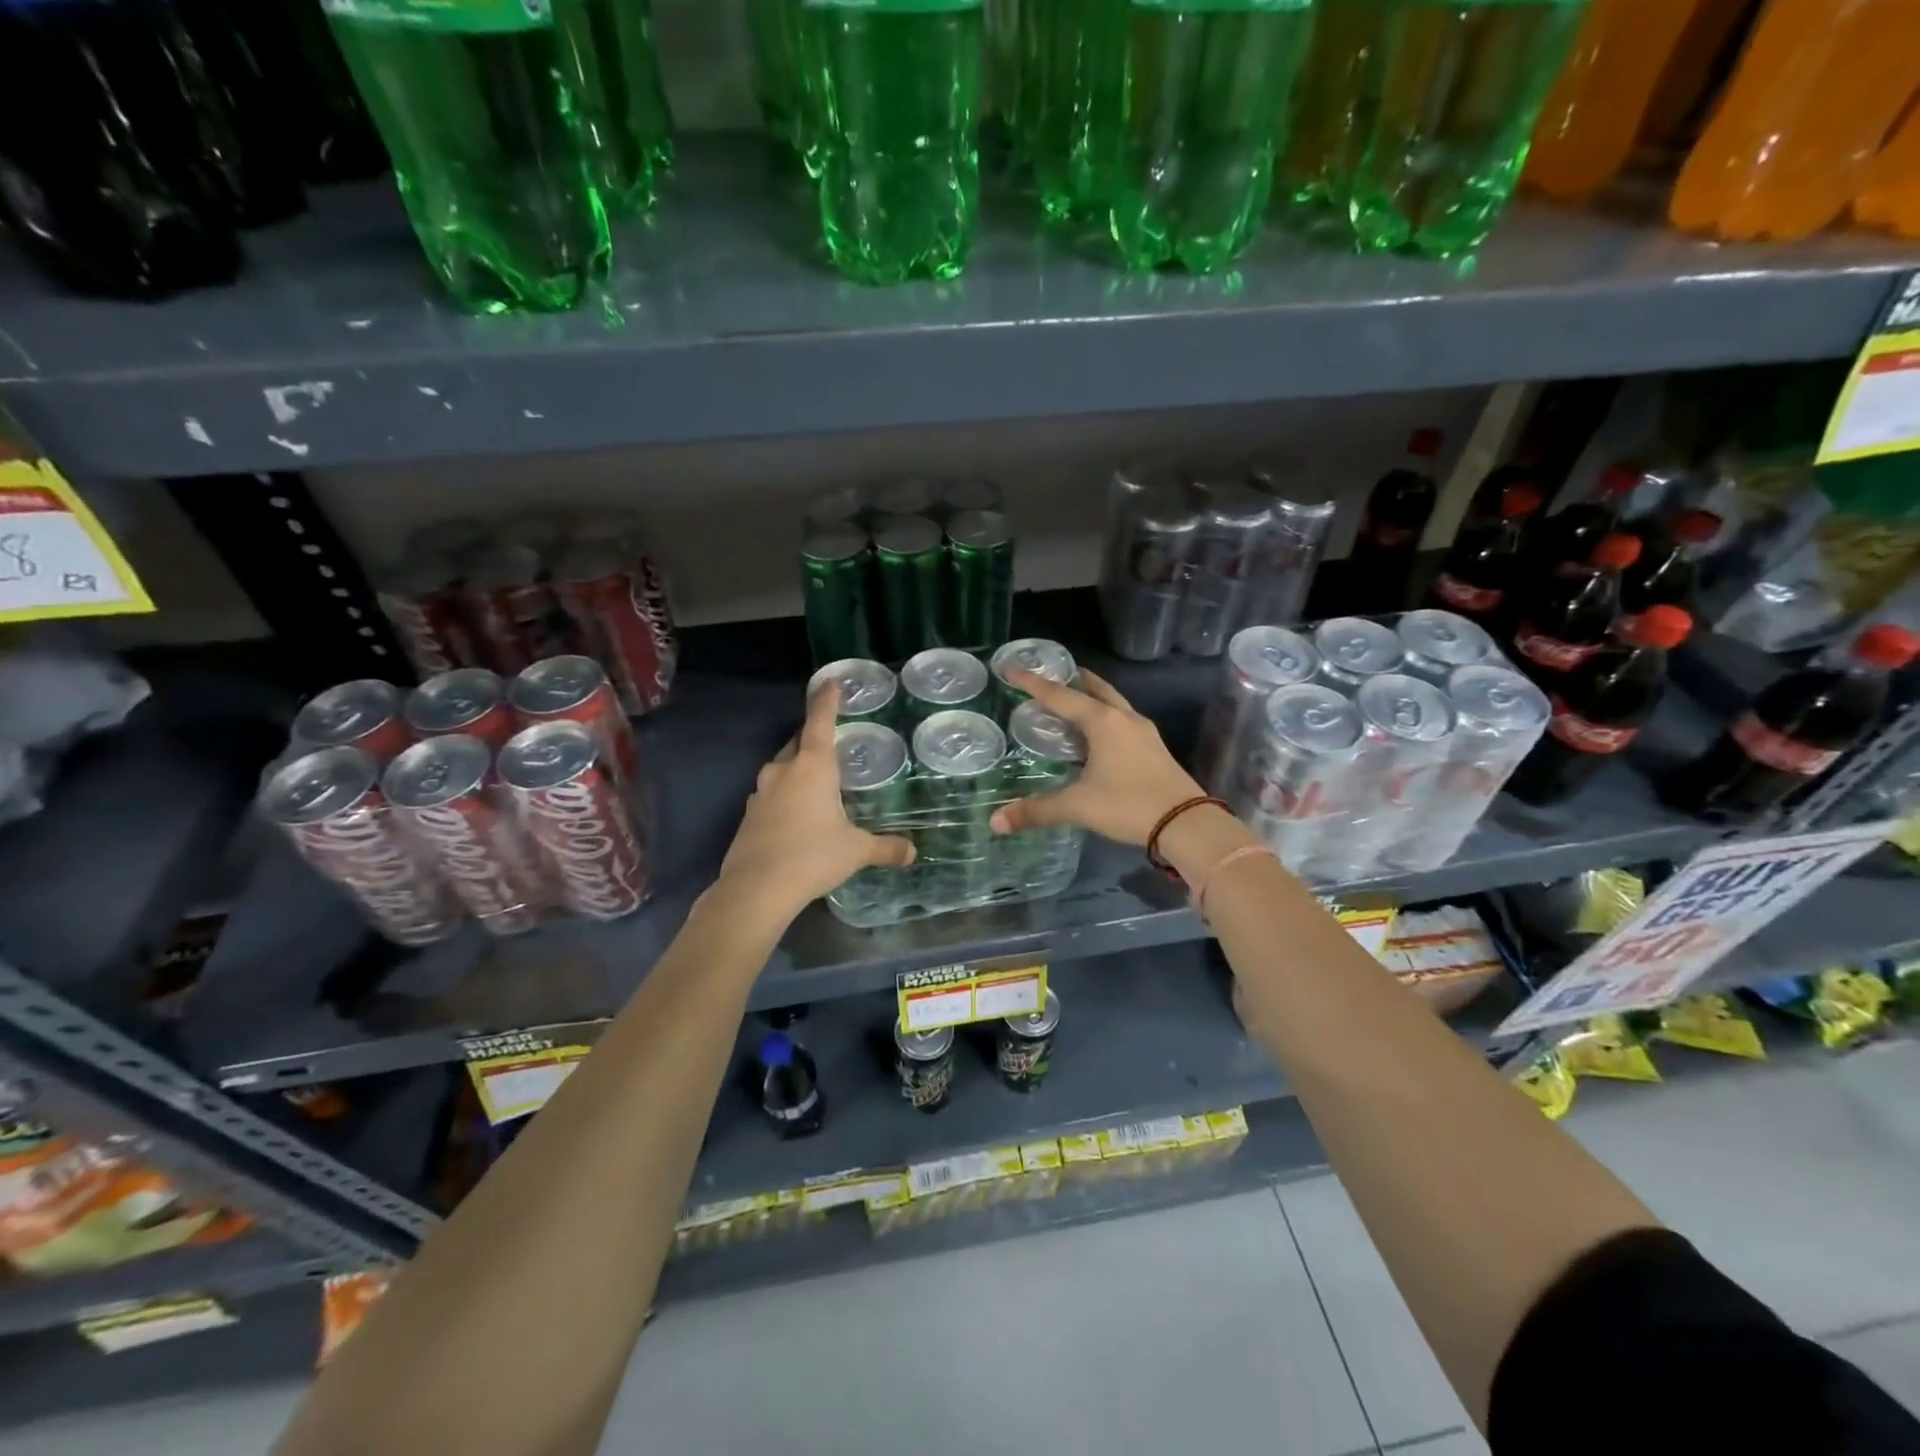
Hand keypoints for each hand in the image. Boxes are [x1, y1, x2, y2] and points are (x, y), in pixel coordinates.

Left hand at [717, 683, 913, 917]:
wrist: (756, 888)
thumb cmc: (812, 856)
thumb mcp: (855, 851)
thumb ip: (885, 847)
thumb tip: (912, 852)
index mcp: (813, 767)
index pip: (820, 721)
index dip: (827, 700)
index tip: (830, 681)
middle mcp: (784, 771)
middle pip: (800, 743)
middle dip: (814, 737)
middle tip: (832, 739)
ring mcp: (761, 792)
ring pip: (783, 768)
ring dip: (799, 769)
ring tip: (818, 782)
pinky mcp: (749, 815)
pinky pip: (772, 793)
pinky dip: (786, 795)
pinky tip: (797, 815)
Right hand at [988, 670, 1205, 846]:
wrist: (1186, 823)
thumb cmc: (1128, 805)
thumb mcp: (1077, 806)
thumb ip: (1036, 811)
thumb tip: (996, 821)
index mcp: (1103, 722)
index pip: (1060, 696)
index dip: (1033, 683)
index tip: (1012, 670)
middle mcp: (1124, 719)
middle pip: (1095, 689)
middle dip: (1072, 681)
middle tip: (1051, 679)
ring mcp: (1144, 733)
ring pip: (1114, 704)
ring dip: (1093, 698)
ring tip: (1073, 703)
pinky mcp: (1155, 749)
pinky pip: (1124, 722)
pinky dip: (1106, 718)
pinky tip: (1098, 737)